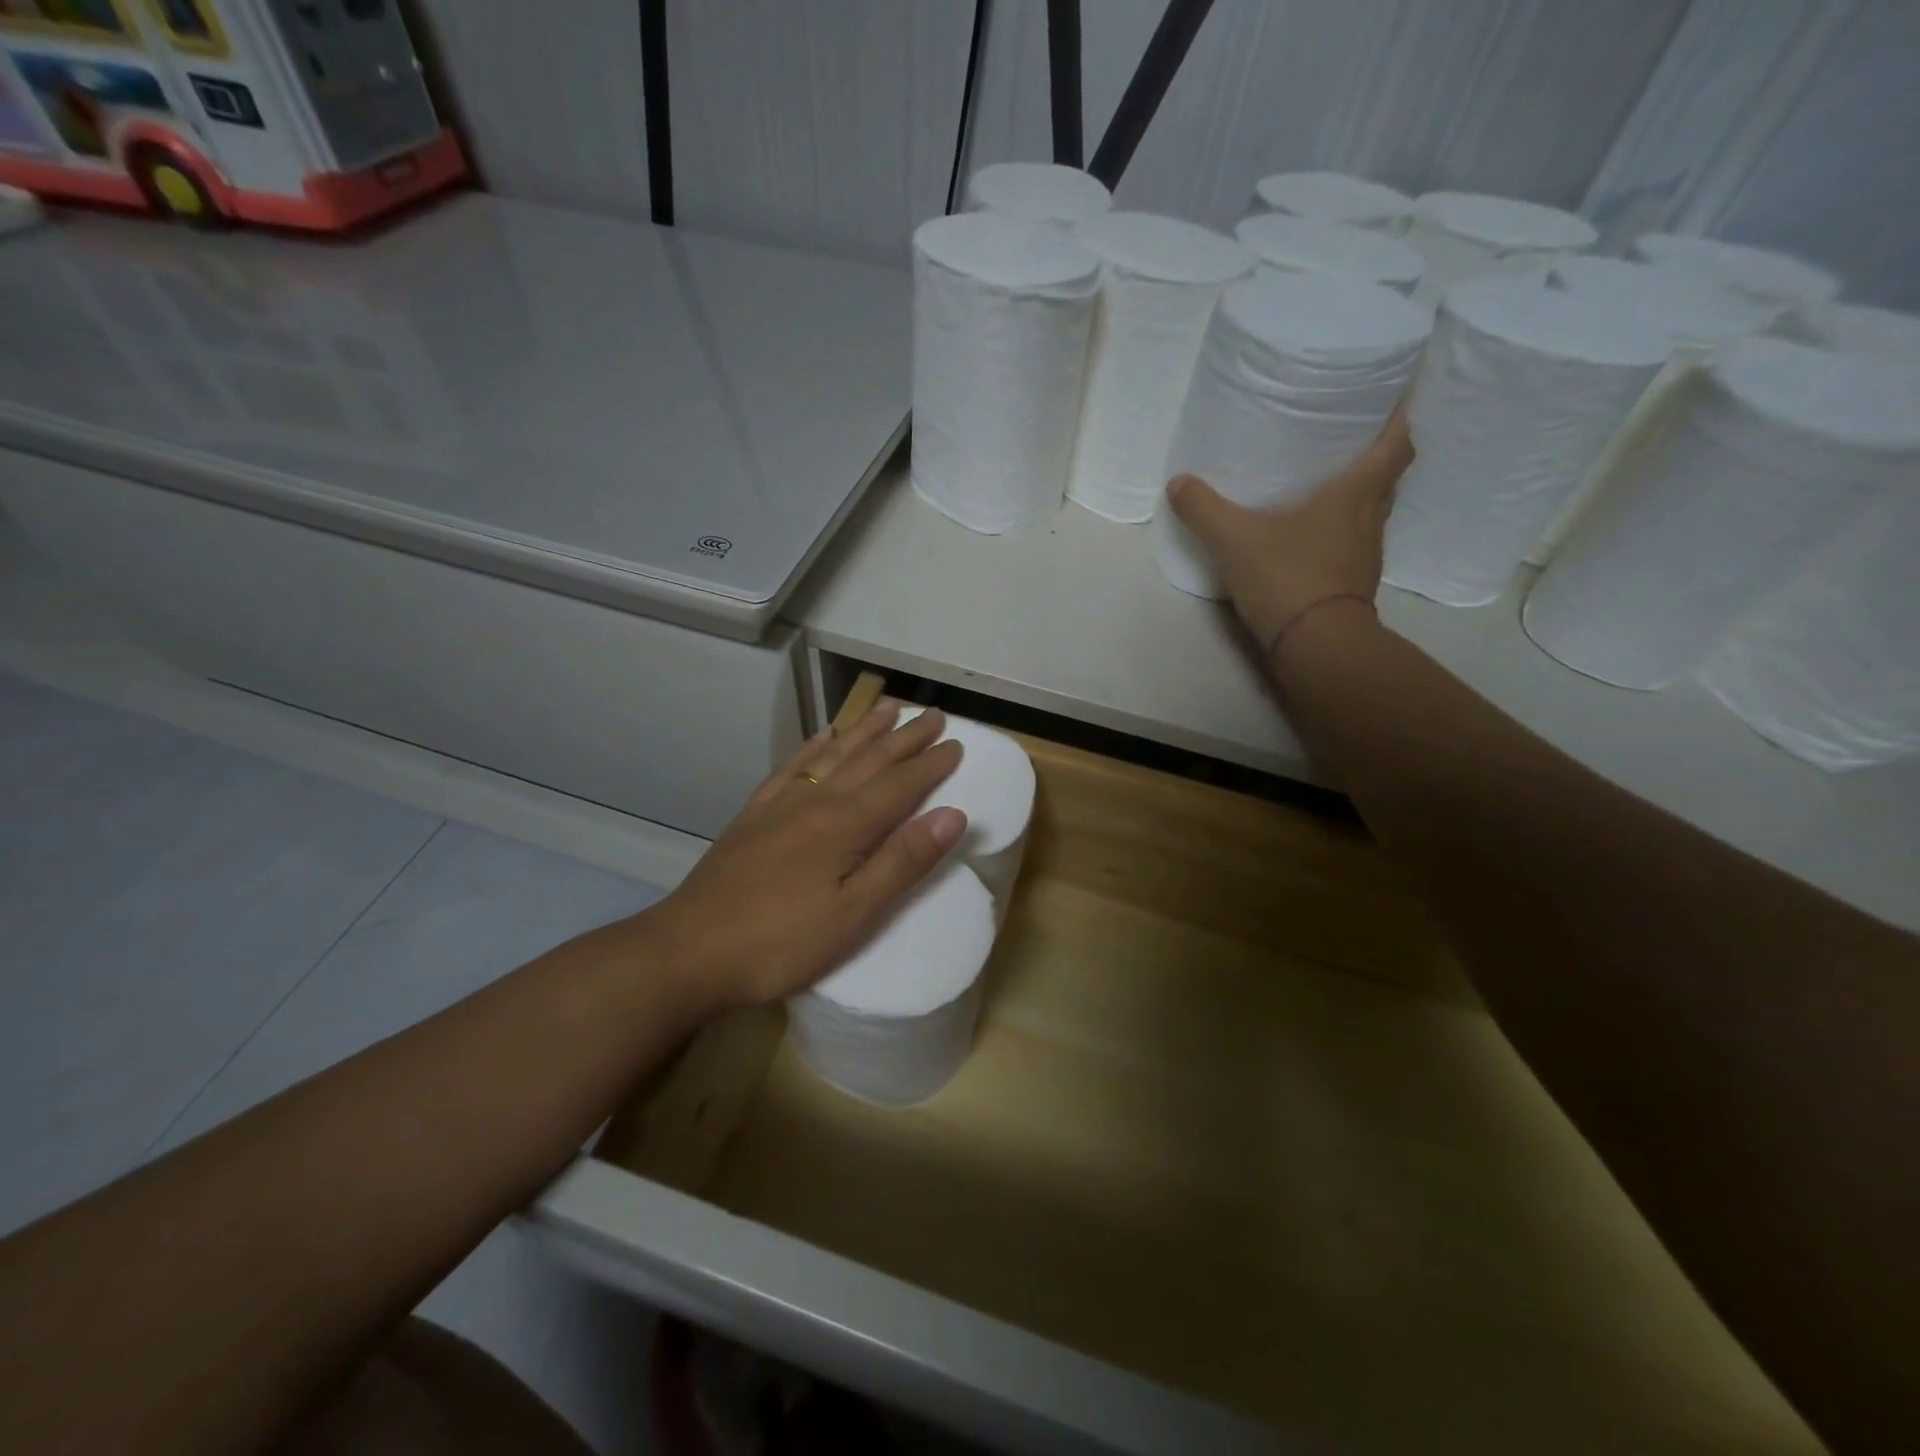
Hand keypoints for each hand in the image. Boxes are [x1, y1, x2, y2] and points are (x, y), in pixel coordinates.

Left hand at [642, 702, 966, 1011]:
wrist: (689, 951)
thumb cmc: (780, 942)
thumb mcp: (854, 915)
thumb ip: (903, 862)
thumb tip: (953, 815)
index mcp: (845, 825)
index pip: (900, 785)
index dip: (931, 765)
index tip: (957, 743)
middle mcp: (815, 802)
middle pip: (869, 760)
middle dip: (905, 737)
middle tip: (934, 715)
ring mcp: (780, 805)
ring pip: (832, 754)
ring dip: (864, 730)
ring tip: (888, 708)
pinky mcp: (754, 815)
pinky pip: (791, 767)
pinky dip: (812, 747)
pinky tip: (822, 737)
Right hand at [1166, 406, 1412, 658]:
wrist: (1316, 644)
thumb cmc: (1287, 577)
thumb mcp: (1235, 540)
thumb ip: (1204, 509)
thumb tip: (1178, 483)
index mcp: (1356, 493)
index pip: (1398, 443)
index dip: (1400, 416)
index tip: (1391, 396)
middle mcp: (1371, 517)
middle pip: (1389, 475)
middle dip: (1375, 453)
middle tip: (1347, 437)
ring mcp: (1367, 553)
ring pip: (1373, 510)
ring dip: (1358, 494)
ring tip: (1327, 483)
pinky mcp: (1354, 582)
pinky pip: (1355, 542)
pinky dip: (1342, 531)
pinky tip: (1313, 534)